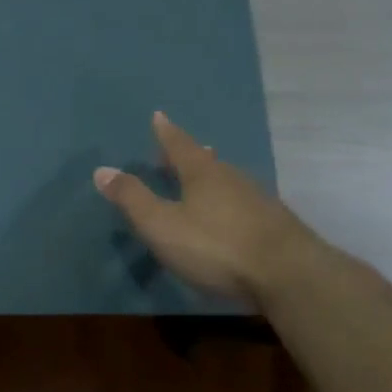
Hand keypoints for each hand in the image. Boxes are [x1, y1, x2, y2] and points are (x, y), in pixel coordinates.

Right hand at [94, 112, 312, 308]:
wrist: (289, 276)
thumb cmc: (216, 247)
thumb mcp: (162, 225)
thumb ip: (132, 199)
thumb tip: (101, 170)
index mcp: (203, 174)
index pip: (179, 145)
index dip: (166, 132)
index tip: (159, 116)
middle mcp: (233, 178)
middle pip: (207, 161)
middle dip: (190, 156)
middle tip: (178, 153)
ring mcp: (259, 201)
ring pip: (228, 182)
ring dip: (212, 179)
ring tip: (202, 182)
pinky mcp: (276, 226)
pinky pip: (244, 204)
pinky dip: (229, 203)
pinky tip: (231, 216)